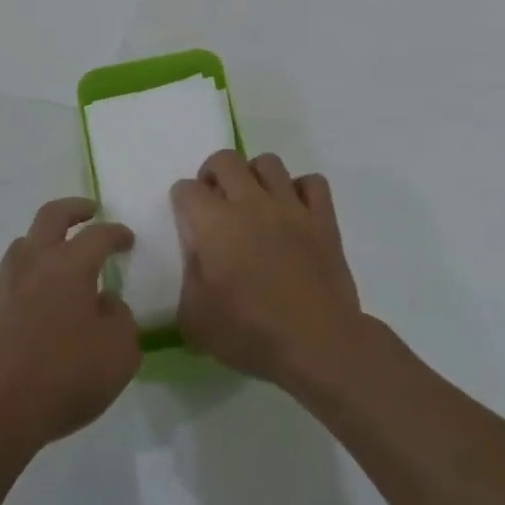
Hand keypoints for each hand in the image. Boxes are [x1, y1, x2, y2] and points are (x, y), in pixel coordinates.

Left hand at [0, 198, 139, 462]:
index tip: (127, 239)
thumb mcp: (120, 353)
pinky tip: (37, 299)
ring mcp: (4, 282)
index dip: (116, 233)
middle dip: (74, 209)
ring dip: (45, 240)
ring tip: (60, 258)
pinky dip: (28, 274)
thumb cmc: (65, 378)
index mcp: (70, 266)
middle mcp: (34, 262)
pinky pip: (10, 275)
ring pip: (24, 243)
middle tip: (89, 212)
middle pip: (51, 216)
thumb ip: (120, 318)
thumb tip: (105, 302)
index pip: (98, 235)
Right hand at [173, 151, 364, 391]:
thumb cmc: (250, 334)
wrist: (317, 345)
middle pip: (225, 160)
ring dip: (255, 176)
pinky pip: (312, 183)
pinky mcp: (323, 219)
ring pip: (268, 163)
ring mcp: (290, 207)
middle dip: (213, 174)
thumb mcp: (194, 320)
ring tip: (254, 202)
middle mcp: (251, 203)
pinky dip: (300, 190)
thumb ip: (187, 280)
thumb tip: (196, 259)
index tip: (188, 223)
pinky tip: (294, 212)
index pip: (187, 189)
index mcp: (214, 224)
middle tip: (215, 202)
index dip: (182, 202)